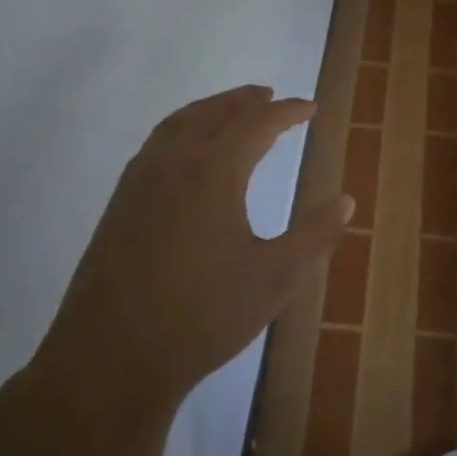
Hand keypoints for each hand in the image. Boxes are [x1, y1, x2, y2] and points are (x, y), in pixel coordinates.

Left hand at [22, 85, 353, 429]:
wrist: (110, 359)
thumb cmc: (203, 316)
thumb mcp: (276, 278)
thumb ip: (314, 235)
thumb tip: (345, 200)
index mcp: (213, 172)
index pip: (256, 125)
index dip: (286, 112)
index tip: (310, 107)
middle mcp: (172, 164)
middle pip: (212, 114)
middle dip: (244, 101)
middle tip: (270, 96)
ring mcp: (138, 183)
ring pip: (177, 126)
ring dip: (209, 110)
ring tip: (231, 111)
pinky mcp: (118, 206)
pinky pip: (155, 146)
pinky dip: (180, 131)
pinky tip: (187, 154)